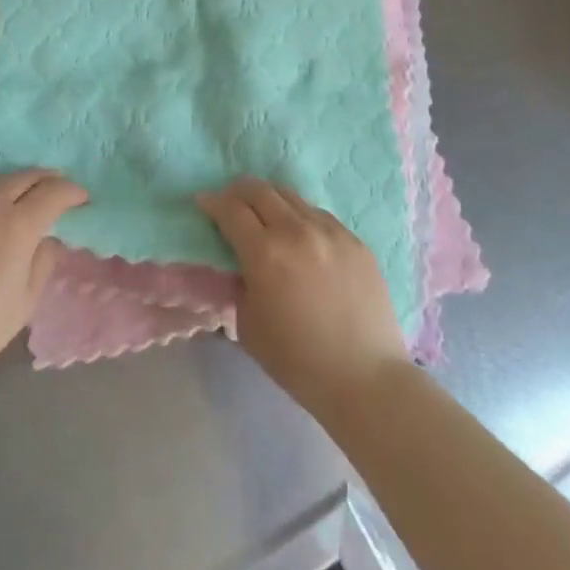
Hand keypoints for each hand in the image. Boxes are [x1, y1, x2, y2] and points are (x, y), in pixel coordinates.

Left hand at [0, 170, 87, 363]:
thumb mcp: (26, 299)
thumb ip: (43, 260)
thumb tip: (46, 239)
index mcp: (17, 223)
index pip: (54, 192)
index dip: (72, 192)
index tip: (81, 199)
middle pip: (23, 177)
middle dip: (44, 179)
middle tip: (55, 188)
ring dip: (11, 190)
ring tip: (18, 203)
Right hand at [198, 178, 408, 418]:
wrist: (364, 378)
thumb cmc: (297, 360)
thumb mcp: (247, 323)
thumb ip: (239, 282)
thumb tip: (239, 262)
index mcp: (265, 252)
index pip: (230, 209)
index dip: (212, 202)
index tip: (204, 203)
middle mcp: (297, 231)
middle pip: (260, 190)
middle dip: (238, 192)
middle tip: (231, 203)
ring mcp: (331, 232)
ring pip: (292, 197)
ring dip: (271, 201)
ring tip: (266, 217)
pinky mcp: (356, 241)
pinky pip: (320, 216)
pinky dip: (301, 218)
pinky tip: (301, 238)